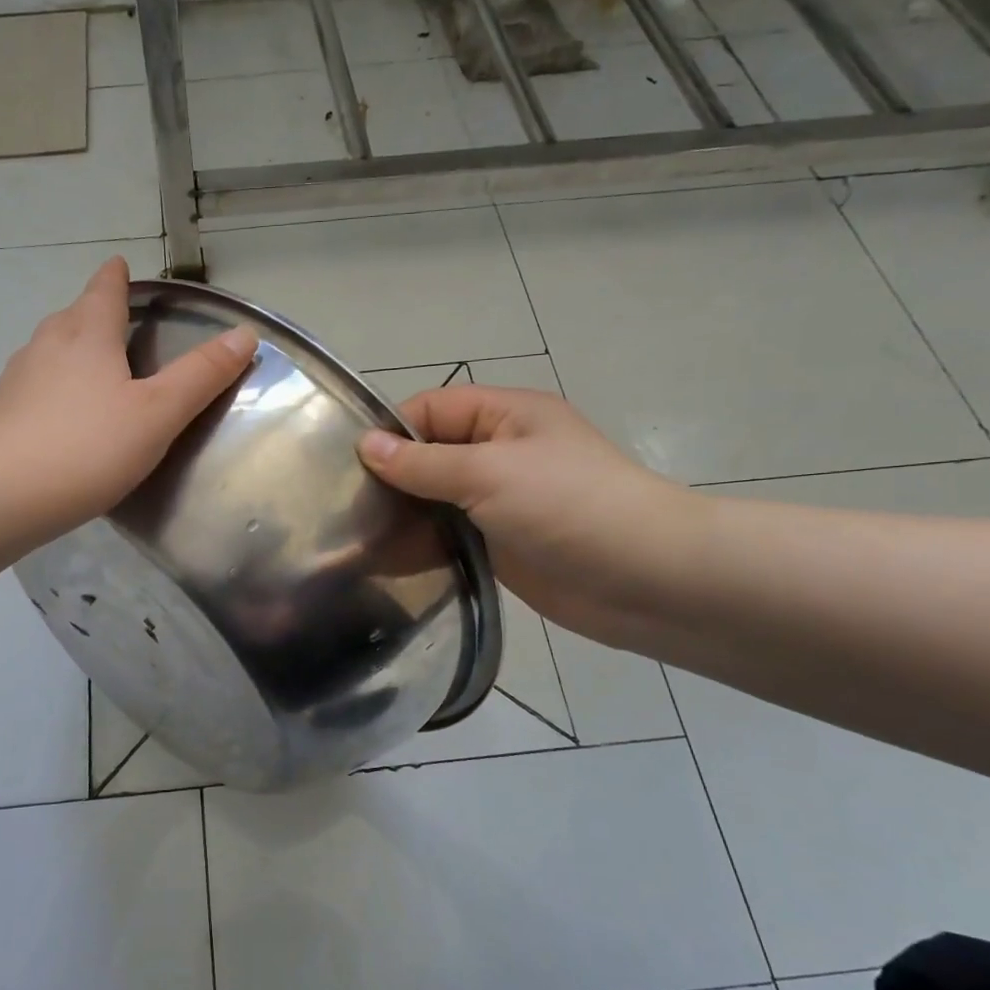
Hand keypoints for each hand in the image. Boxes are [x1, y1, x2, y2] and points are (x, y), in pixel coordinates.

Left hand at [0, 257, 256, 531]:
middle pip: (73, 315)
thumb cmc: (89, 448)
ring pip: (50, 349)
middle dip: (93, 312)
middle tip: (115, 320)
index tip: (119, 266)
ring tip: (92, 365)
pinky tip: (62, 414)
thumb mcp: (158, 413)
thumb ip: (201, 375)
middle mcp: (47, 345)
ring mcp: (17, 378)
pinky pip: (34, 385)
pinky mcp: (0, 412)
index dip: (116, 277)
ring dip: (72, 348)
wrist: (1, 495)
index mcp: (87, 335)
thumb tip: (244, 333)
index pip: (104, 291)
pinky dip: (53, 386)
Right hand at [357, 384, 706, 648]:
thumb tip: (365, 445)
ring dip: (405, 513)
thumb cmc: (569, 507)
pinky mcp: (501, 543)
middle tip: (342, 505)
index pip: (431, 409)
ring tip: (356, 536)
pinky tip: (388, 560)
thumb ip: (423, 463)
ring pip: (437, 498)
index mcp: (505, 416)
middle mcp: (500, 452)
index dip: (391, 430)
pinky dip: (424, 544)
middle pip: (430, 454)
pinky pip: (451, 535)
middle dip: (391, 476)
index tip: (346, 464)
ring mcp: (501, 500)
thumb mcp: (489, 473)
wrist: (646, 580)